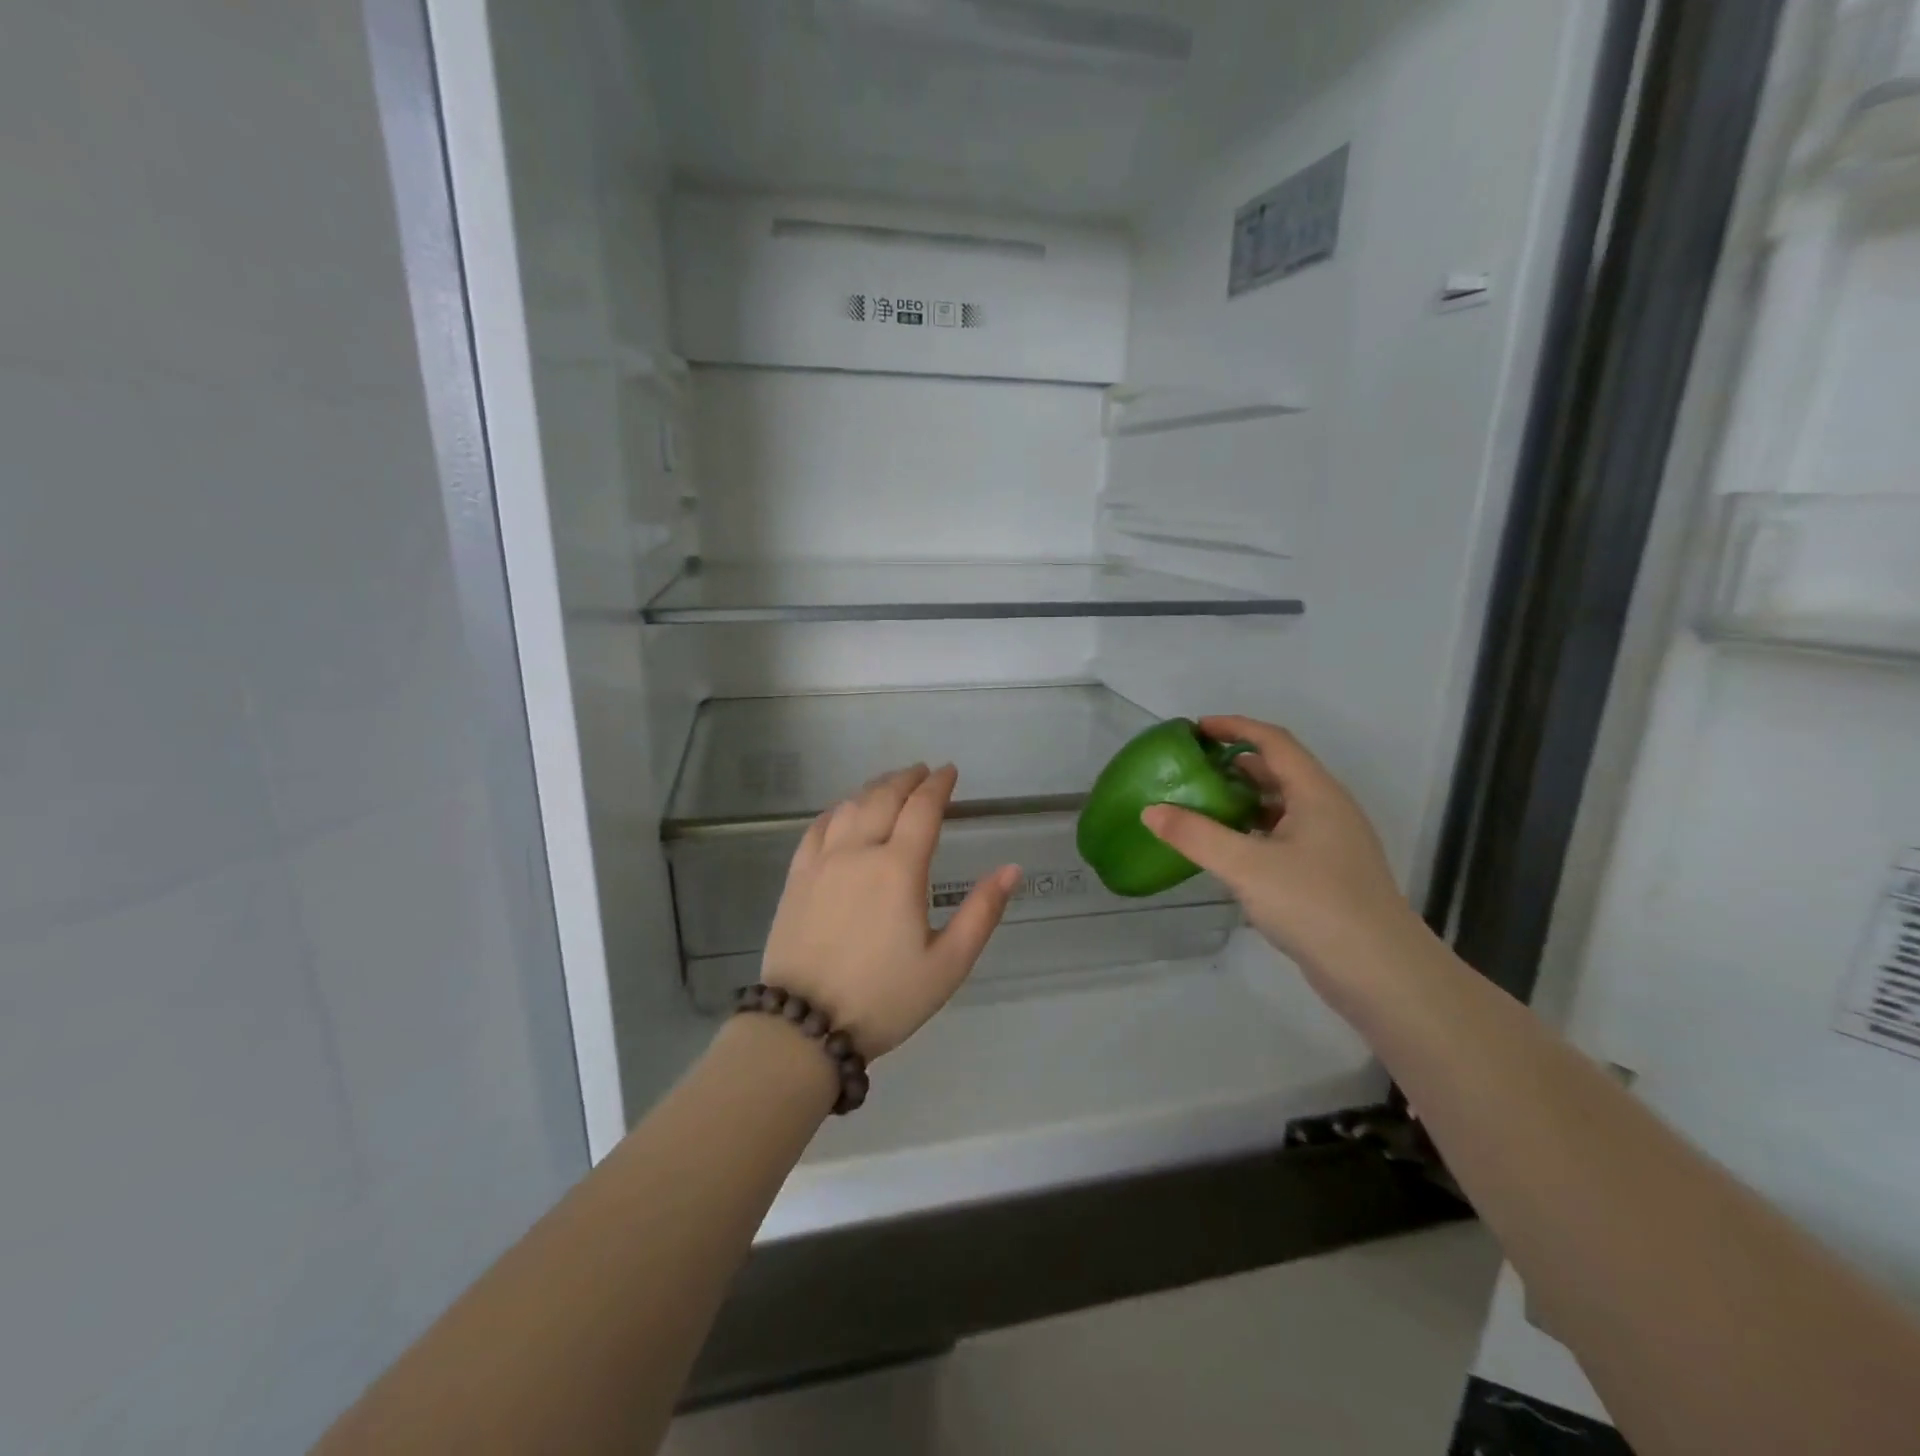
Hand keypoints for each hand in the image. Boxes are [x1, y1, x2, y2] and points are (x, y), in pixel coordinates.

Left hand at [762, 764, 1020, 1058]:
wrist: (804, 1027)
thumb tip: (1012, 869)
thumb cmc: (884, 999)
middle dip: (907, 779)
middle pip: (884, 797)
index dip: (938, 785)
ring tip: (889, 786)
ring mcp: (822, 862)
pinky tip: (843, 811)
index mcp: (898, 869)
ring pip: (849, 806)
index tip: (950, 772)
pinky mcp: (797, 878)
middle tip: (922, 772)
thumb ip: (982, 912)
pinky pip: (817, 828)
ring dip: (873, 789)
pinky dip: (837, 809)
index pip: (922, 809)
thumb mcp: (947, 965)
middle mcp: (858, 852)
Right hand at [1140, 717, 1419, 974]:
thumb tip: (1151, 811)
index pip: (1273, 741)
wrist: (1380, 973)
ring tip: (1201, 805)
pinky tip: (1227, 850)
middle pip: (1278, 771)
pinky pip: (1283, 835)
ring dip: (1242, 799)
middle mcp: (1327, 810)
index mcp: (1316, 793)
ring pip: (1280, 806)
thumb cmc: (1315, 904)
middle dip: (1234, 762)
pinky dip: (1252, 831)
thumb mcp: (1246, 866)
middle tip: (1191, 769)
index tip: (1196, 729)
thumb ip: (1195, 836)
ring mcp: (1330, 843)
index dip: (1235, 727)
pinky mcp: (1327, 874)